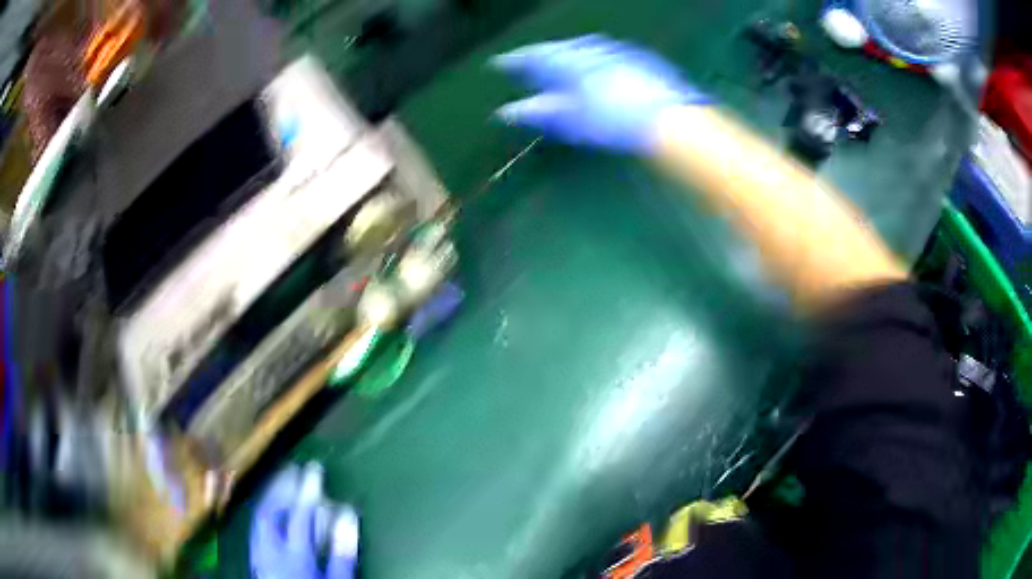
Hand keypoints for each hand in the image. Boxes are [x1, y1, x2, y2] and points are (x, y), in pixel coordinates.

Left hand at [250, 463, 358, 578]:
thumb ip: (341, 552)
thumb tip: (346, 516)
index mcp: (294, 554)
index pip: (300, 514)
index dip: (307, 490)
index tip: (314, 468)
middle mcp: (270, 550)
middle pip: (269, 512)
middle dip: (280, 489)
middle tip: (292, 471)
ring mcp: (259, 556)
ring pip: (257, 520)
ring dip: (268, 500)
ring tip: (279, 486)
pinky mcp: (255, 563)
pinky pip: (254, 531)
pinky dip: (262, 517)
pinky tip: (268, 516)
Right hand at [491, 35, 708, 152]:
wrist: (667, 119)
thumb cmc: (611, 121)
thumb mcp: (569, 120)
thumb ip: (537, 112)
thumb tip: (505, 112)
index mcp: (566, 61)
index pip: (531, 57)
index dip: (513, 62)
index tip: (498, 64)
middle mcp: (588, 48)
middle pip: (557, 49)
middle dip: (541, 55)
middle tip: (529, 64)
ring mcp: (615, 50)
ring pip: (582, 48)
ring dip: (567, 54)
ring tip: (560, 63)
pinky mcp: (638, 57)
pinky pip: (605, 52)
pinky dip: (593, 58)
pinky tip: (596, 68)